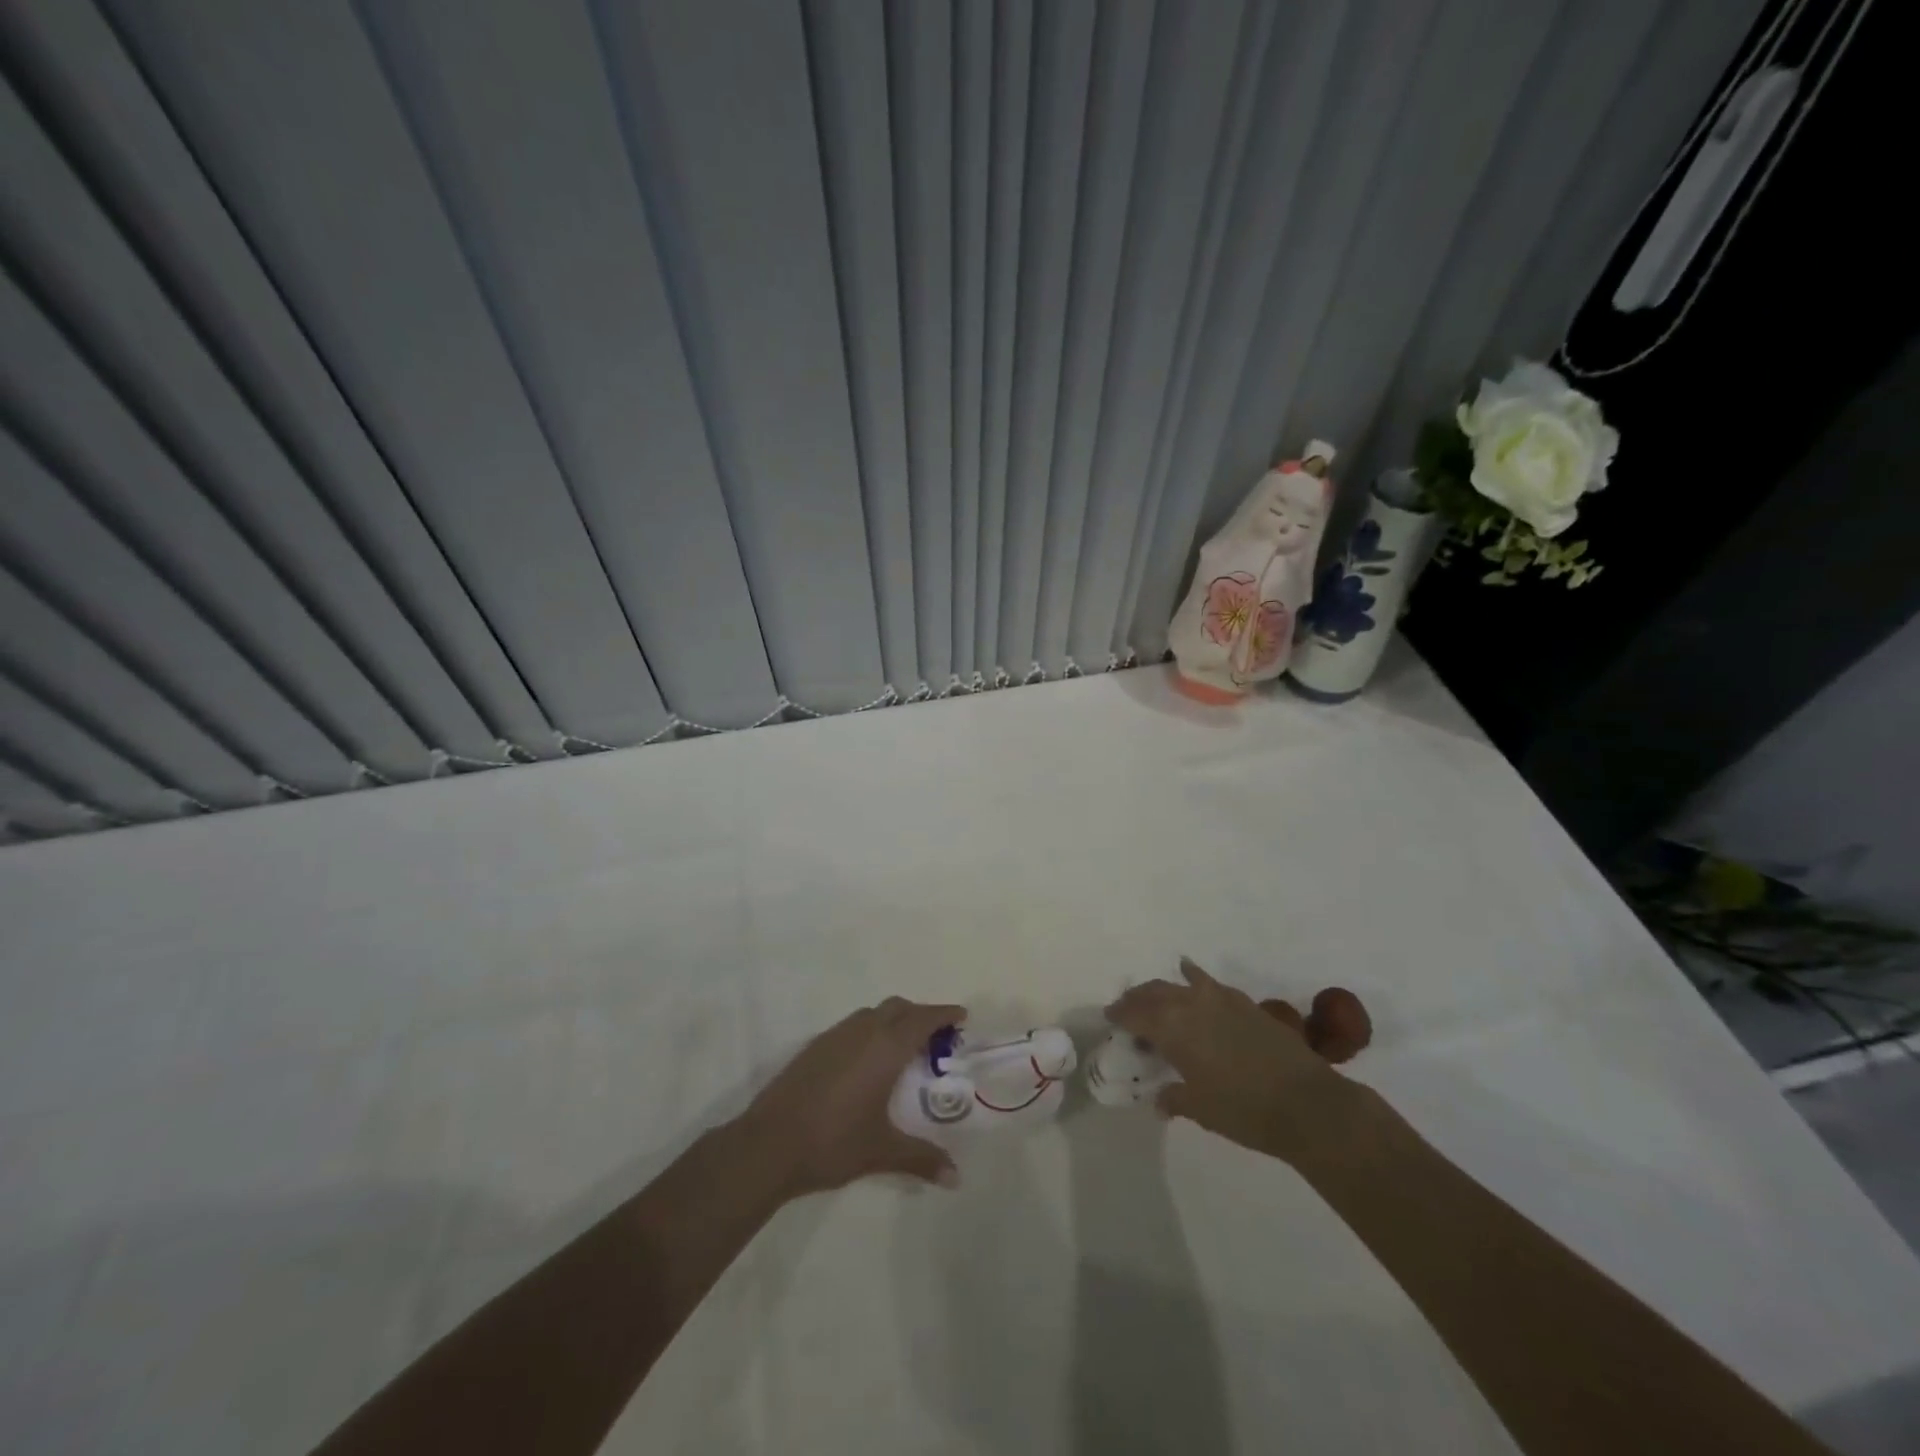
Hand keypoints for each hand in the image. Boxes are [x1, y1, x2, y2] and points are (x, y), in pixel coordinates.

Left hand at [736, 997, 966, 1197]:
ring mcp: (835, 1036)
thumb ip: (921, 1159)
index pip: (922, 1019)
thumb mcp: (882, 1151)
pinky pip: (852, 1026)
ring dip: (892, 1020)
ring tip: (902, 1049)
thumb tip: (956, 1178)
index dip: (943, 1014)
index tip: (961, 1016)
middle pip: (898, 1007)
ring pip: (872, 1013)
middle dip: (920, 1015)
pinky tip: (866, 1063)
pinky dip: (869, 1031)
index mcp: (885, 1047)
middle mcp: (862, 1032)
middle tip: (935, 1037)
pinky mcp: (814, 1046)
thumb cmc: (833, 1142)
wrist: (768, 1144)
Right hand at [1105, 958, 1356, 1161]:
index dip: (1120, 1014)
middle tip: (1128, 1009)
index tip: (1110, 1018)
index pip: (1135, 1014)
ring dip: (1163, 989)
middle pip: (1154, 993)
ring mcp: (1220, 999)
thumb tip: (1160, 1100)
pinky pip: (1209, 983)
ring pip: (1180, 984)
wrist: (1307, 1103)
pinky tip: (1190, 974)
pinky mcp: (1245, 1003)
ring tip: (1156, 998)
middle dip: (1137, 999)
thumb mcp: (1201, 1110)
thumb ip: (1174, 1098)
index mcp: (1172, 1029)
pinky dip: (1194, 978)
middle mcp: (1190, 1004)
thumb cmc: (1244, 1110)